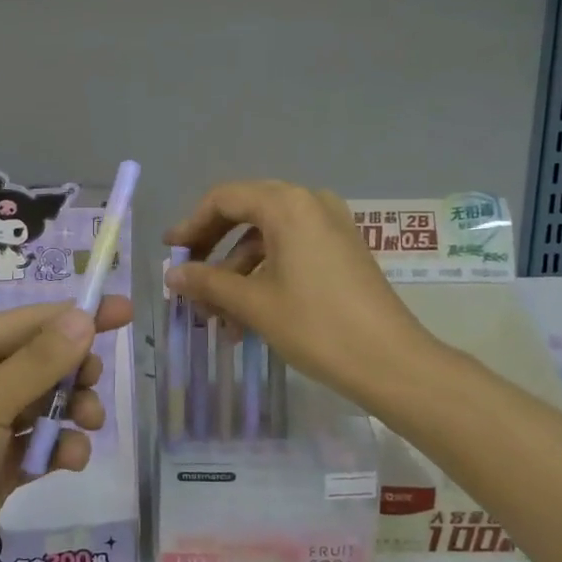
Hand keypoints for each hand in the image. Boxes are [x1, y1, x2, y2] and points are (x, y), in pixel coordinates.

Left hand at [0, 297, 132, 561]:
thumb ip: (37, 364)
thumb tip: (83, 317)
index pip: (26, 324)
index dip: (75, 317)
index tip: (123, 311)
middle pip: (38, 364)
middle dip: (73, 372)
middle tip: (93, 384)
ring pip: (43, 407)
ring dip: (71, 412)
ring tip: (88, 427)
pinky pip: (38, 448)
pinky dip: (58, 450)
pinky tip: (70, 461)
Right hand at [165, 181, 434, 414]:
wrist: (390, 361)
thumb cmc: (316, 325)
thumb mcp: (253, 303)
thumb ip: (208, 282)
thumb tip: (172, 274)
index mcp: (287, 204)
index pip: (224, 199)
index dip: (192, 225)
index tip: (170, 253)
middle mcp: (310, 203)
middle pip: (246, 213)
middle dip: (213, 248)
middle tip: (189, 277)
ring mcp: (331, 226)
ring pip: (268, 238)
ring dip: (237, 271)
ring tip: (215, 315)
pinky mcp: (342, 251)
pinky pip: (291, 251)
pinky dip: (265, 275)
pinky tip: (246, 318)